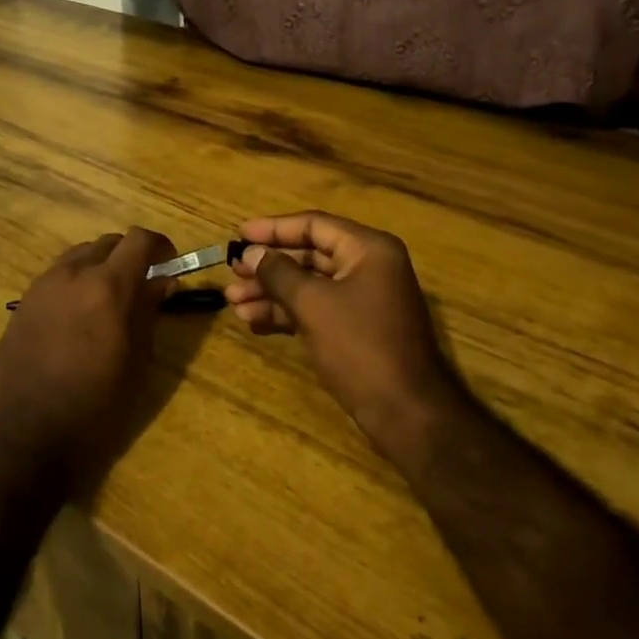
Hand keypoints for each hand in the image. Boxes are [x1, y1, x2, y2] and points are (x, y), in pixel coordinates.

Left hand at [0, 229, 175, 493]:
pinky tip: (78, 317)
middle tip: (142, 286)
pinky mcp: (23, 303)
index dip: (160, 246)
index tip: (170, 265)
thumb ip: (149, 312)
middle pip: (108, 243)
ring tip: (108, 301)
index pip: (139, 239)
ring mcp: (43, 286)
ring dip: (100, 267)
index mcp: (108, 286)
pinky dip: (75, 282)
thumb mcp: (137, 361)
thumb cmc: (96, 405)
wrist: (27, 434)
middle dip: (130, 256)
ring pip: (79, 256)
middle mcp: (73, 274)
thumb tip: (163, 281)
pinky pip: (56, 277)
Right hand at [225, 212, 459, 459]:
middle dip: (269, 266)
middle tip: (233, 271)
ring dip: (271, 292)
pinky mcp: (357, 329)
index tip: (239, 234)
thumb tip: (251, 253)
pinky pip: (316, 309)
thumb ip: (278, 273)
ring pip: (309, 285)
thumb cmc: (359, 346)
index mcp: (368, 249)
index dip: (273, 228)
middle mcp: (369, 267)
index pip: (314, 225)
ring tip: (234, 302)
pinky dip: (287, 313)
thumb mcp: (313, 304)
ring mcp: (364, 300)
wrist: (405, 412)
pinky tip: (254, 321)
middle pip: (310, 255)